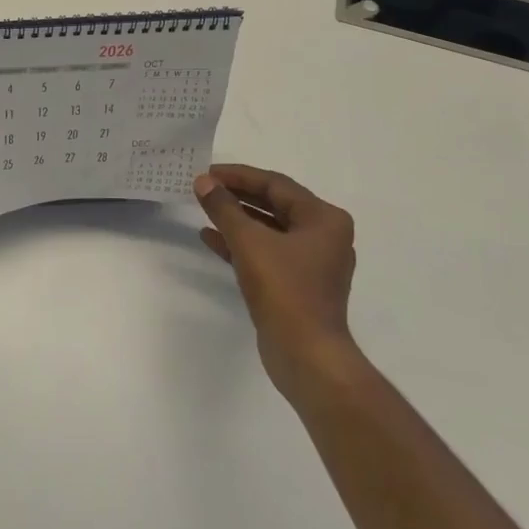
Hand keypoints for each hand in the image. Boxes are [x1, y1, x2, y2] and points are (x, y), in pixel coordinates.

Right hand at [193, 164, 358, 398]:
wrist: (306, 355)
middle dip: (237, 196)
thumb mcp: (249, 242)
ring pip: (269, 229)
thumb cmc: (284, 290)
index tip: (207, 172)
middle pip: (274, 204)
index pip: (276, 185)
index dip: (238, 176)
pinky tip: (211, 238)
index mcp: (324, 219)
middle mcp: (324, 236)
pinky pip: (267, 252)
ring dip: (236, 219)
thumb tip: (203, 182)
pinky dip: (241, 244)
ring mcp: (312, 262)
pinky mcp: (297, 284)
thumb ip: (224, 208)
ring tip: (203, 208)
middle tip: (203, 188)